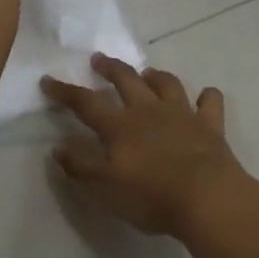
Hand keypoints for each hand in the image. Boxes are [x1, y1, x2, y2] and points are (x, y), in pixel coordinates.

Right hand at [42, 54, 245, 236]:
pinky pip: (209, 102)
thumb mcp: (104, 188)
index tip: (48, 80)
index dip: (65, 91)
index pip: (86, 103)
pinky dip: (206, 96)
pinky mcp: (210, 125)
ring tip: (148, 73)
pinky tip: (204, 96)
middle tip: (99, 59)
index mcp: (120, 126)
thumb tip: (59, 147)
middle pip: (126, 80)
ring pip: (167, 84)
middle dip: (110, 68)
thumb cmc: (151, 196)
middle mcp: (149, 111)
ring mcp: (182, 114)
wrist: (207, 198)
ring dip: (155, 76)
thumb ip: (80, 165)